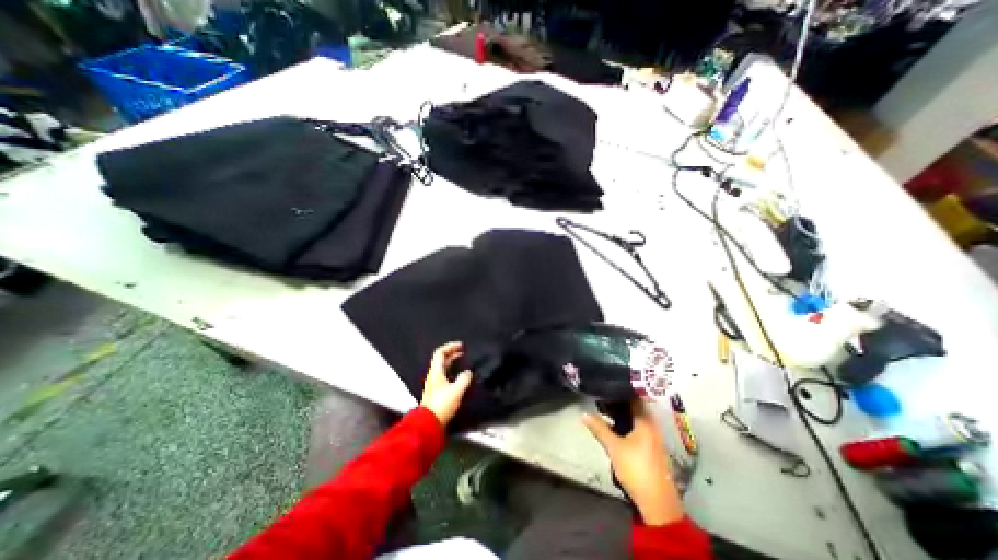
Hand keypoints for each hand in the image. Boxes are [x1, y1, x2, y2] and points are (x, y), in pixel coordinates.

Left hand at [418, 344, 473, 426]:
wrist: (429, 423)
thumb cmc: (443, 404)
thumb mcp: (456, 390)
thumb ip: (464, 379)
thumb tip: (468, 372)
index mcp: (436, 372)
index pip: (440, 353)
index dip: (450, 346)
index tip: (461, 345)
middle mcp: (433, 375)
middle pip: (441, 359)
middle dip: (452, 352)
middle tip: (463, 350)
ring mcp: (434, 382)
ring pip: (442, 366)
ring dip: (452, 361)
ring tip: (462, 359)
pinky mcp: (436, 390)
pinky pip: (444, 374)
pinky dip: (451, 369)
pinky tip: (458, 374)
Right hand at [583, 399, 683, 526]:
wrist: (657, 502)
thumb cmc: (635, 468)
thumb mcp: (614, 447)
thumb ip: (599, 428)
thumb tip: (584, 413)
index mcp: (646, 420)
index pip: (634, 396)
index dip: (620, 389)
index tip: (606, 384)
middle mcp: (652, 424)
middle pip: (635, 405)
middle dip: (618, 401)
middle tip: (601, 395)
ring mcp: (653, 435)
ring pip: (636, 416)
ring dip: (622, 412)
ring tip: (604, 407)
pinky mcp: (651, 445)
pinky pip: (638, 425)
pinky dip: (626, 422)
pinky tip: (614, 424)